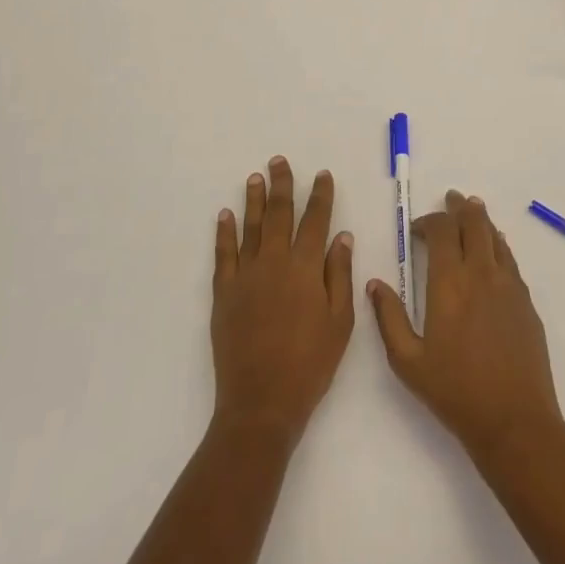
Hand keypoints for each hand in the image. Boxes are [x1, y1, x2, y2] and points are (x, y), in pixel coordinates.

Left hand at [211, 157, 353, 445]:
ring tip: (255, 177)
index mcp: (306, 268)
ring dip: (253, 199)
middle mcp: (274, 262)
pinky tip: (225, 215)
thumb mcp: (340, 322)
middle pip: (278, 213)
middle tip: (279, 161)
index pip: (315, 220)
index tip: (322, 175)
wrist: (261, 402)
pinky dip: (224, 232)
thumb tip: (341, 236)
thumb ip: (340, 275)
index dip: (320, 196)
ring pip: (249, 227)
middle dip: (281, 185)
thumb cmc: (310, 364)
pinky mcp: (223, 293)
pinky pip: (223, 254)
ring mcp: (245, 276)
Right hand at [368, 191, 564, 459]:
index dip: (428, 221)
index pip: (441, 231)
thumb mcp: (407, 361)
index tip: (416, 229)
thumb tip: (375, 283)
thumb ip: (389, 317)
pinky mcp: (526, 301)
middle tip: (451, 199)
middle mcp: (481, 273)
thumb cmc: (454, 392)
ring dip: (481, 220)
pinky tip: (495, 249)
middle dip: (459, 207)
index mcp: (449, 282)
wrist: (514, 421)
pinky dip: (498, 245)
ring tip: (472, 210)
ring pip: (495, 236)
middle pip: (473, 222)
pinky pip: (510, 259)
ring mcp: (508, 285)